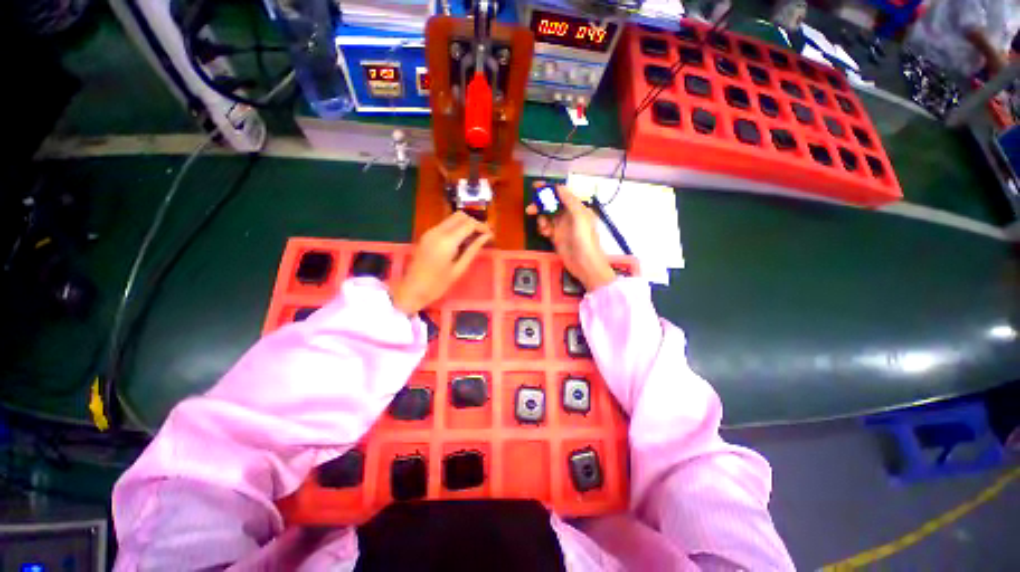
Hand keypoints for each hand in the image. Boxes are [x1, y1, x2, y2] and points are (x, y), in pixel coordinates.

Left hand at [391, 212, 492, 314]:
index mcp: (447, 241)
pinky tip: (462, 241)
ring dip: (465, 224)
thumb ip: (473, 249)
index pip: (469, 224)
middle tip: (484, 235)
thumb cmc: (438, 284)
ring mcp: (430, 232)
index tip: (491, 234)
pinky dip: (456, 228)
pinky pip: (445, 225)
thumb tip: (486, 236)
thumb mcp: (459, 268)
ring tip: (475, 239)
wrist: (412, 290)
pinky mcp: (427, 235)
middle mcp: (437, 231)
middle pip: (460, 216)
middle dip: (474, 222)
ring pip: (452, 219)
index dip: (482, 226)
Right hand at [526, 184, 615, 291]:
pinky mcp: (556, 238)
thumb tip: (558, 186)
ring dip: (541, 219)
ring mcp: (562, 227)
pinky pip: (546, 228)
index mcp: (577, 208)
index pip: (562, 194)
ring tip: (543, 227)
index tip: (536, 187)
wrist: (585, 265)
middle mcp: (569, 216)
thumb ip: (570, 201)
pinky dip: (543, 229)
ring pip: (547, 217)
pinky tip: (545, 233)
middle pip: (552, 205)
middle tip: (530, 209)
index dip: (549, 189)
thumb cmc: (585, 239)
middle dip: (541, 205)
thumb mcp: (580, 217)